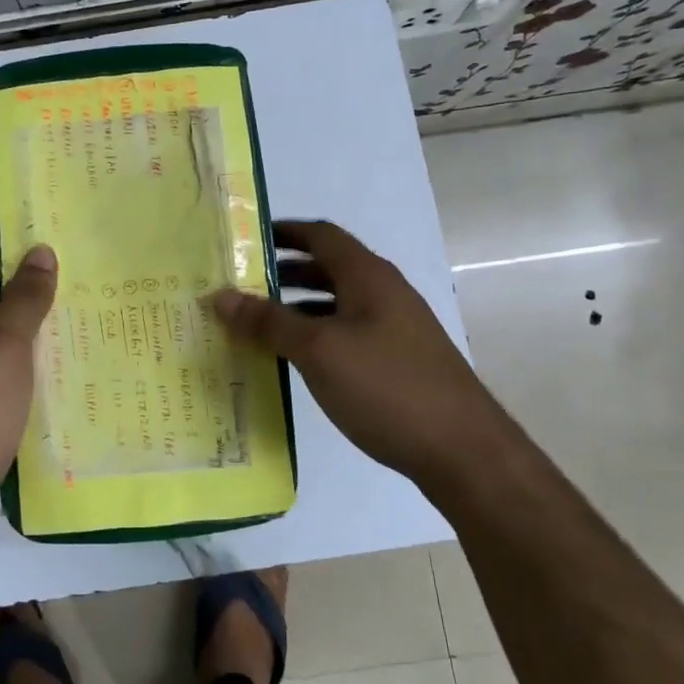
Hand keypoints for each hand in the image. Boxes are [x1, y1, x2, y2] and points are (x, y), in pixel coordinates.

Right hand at [209, 220, 517, 494]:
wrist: (463, 451)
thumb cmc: (386, 386)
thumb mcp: (318, 350)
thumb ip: (268, 321)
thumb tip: (220, 296)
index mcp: (368, 276)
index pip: (321, 235)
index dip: (283, 232)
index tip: (244, 240)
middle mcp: (384, 293)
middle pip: (327, 268)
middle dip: (283, 273)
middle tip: (240, 286)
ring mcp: (395, 329)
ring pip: (336, 304)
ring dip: (297, 308)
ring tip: (257, 325)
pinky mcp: (398, 362)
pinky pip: (346, 335)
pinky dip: (316, 337)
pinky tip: (295, 362)